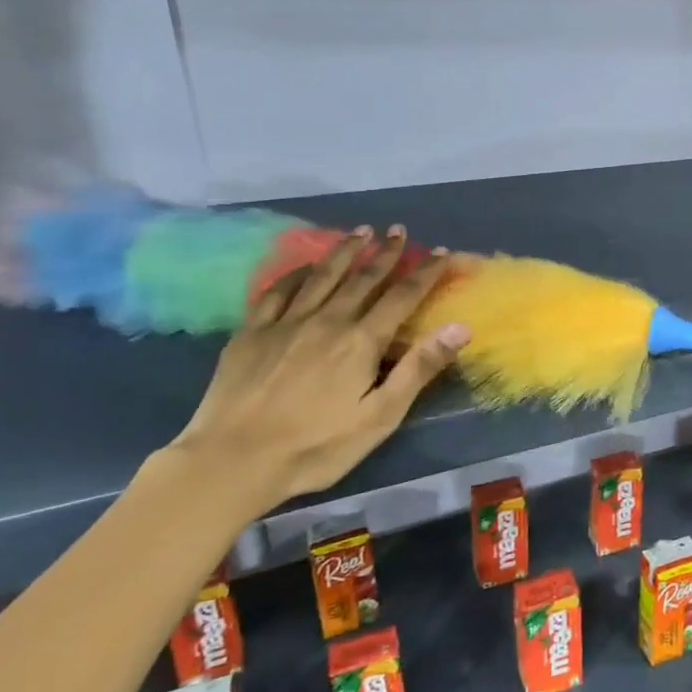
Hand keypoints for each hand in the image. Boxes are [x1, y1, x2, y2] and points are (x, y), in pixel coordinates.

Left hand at [170, 226, 468, 512]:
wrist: (232, 461)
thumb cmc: (317, 446)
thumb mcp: (380, 416)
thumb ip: (419, 368)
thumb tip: (459, 327)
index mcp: (361, 341)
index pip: (402, 296)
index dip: (425, 272)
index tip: (442, 252)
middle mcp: (326, 320)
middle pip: (363, 279)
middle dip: (386, 253)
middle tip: (399, 230)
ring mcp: (285, 323)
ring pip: (322, 276)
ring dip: (344, 251)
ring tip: (360, 232)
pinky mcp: (250, 333)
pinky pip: (277, 291)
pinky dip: (295, 273)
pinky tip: (304, 267)